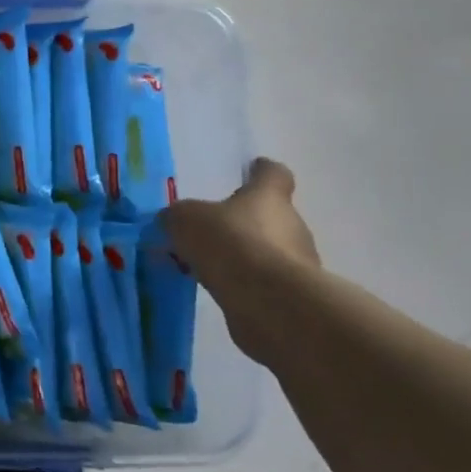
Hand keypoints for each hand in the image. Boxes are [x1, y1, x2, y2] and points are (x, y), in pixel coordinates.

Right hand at [162, 157, 318, 290]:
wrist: (269, 301)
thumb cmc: (230, 243)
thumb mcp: (185, 220)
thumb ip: (177, 217)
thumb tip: (173, 221)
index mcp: (269, 197)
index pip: (274, 174)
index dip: (262, 171)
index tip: (252, 170)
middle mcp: (292, 224)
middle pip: (271, 216)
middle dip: (244, 222)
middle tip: (212, 231)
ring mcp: (298, 262)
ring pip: (268, 251)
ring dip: (244, 256)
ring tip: (209, 266)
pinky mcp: (293, 296)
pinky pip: (264, 282)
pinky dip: (245, 283)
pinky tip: (219, 290)